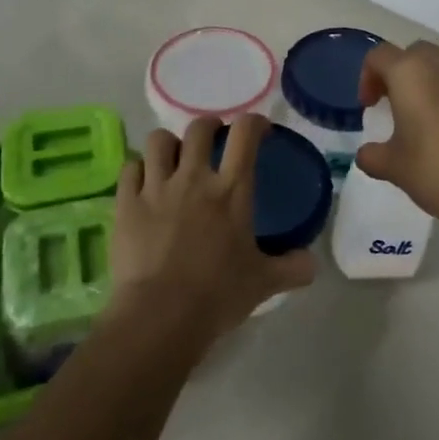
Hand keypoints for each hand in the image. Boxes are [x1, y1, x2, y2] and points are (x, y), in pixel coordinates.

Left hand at [107, 114, 315, 340]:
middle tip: (214, 141)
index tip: (258, 130)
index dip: (253, 122)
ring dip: (170, 144)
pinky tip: (144, 184)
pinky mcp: (126, 205)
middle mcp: (193, 178)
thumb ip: (291, 268)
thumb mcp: (263, 283)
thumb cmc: (217, 295)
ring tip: (174, 159)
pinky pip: (130, 168)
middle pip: (199, 128)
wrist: (159, 317)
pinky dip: (139, 170)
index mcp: (231, 190)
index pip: (245, 134)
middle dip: (208, 127)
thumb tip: (312, 264)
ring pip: (160, 141)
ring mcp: (156, 188)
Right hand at [355, 40, 438, 224]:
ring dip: (431, 83)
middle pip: (415, 54)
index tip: (369, 106)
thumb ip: (373, 155)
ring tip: (426, 118)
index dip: (368, 77)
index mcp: (411, 72)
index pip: (379, 56)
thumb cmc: (436, 170)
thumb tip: (367, 154)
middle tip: (394, 104)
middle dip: (401, 73)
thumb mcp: (393, 166)